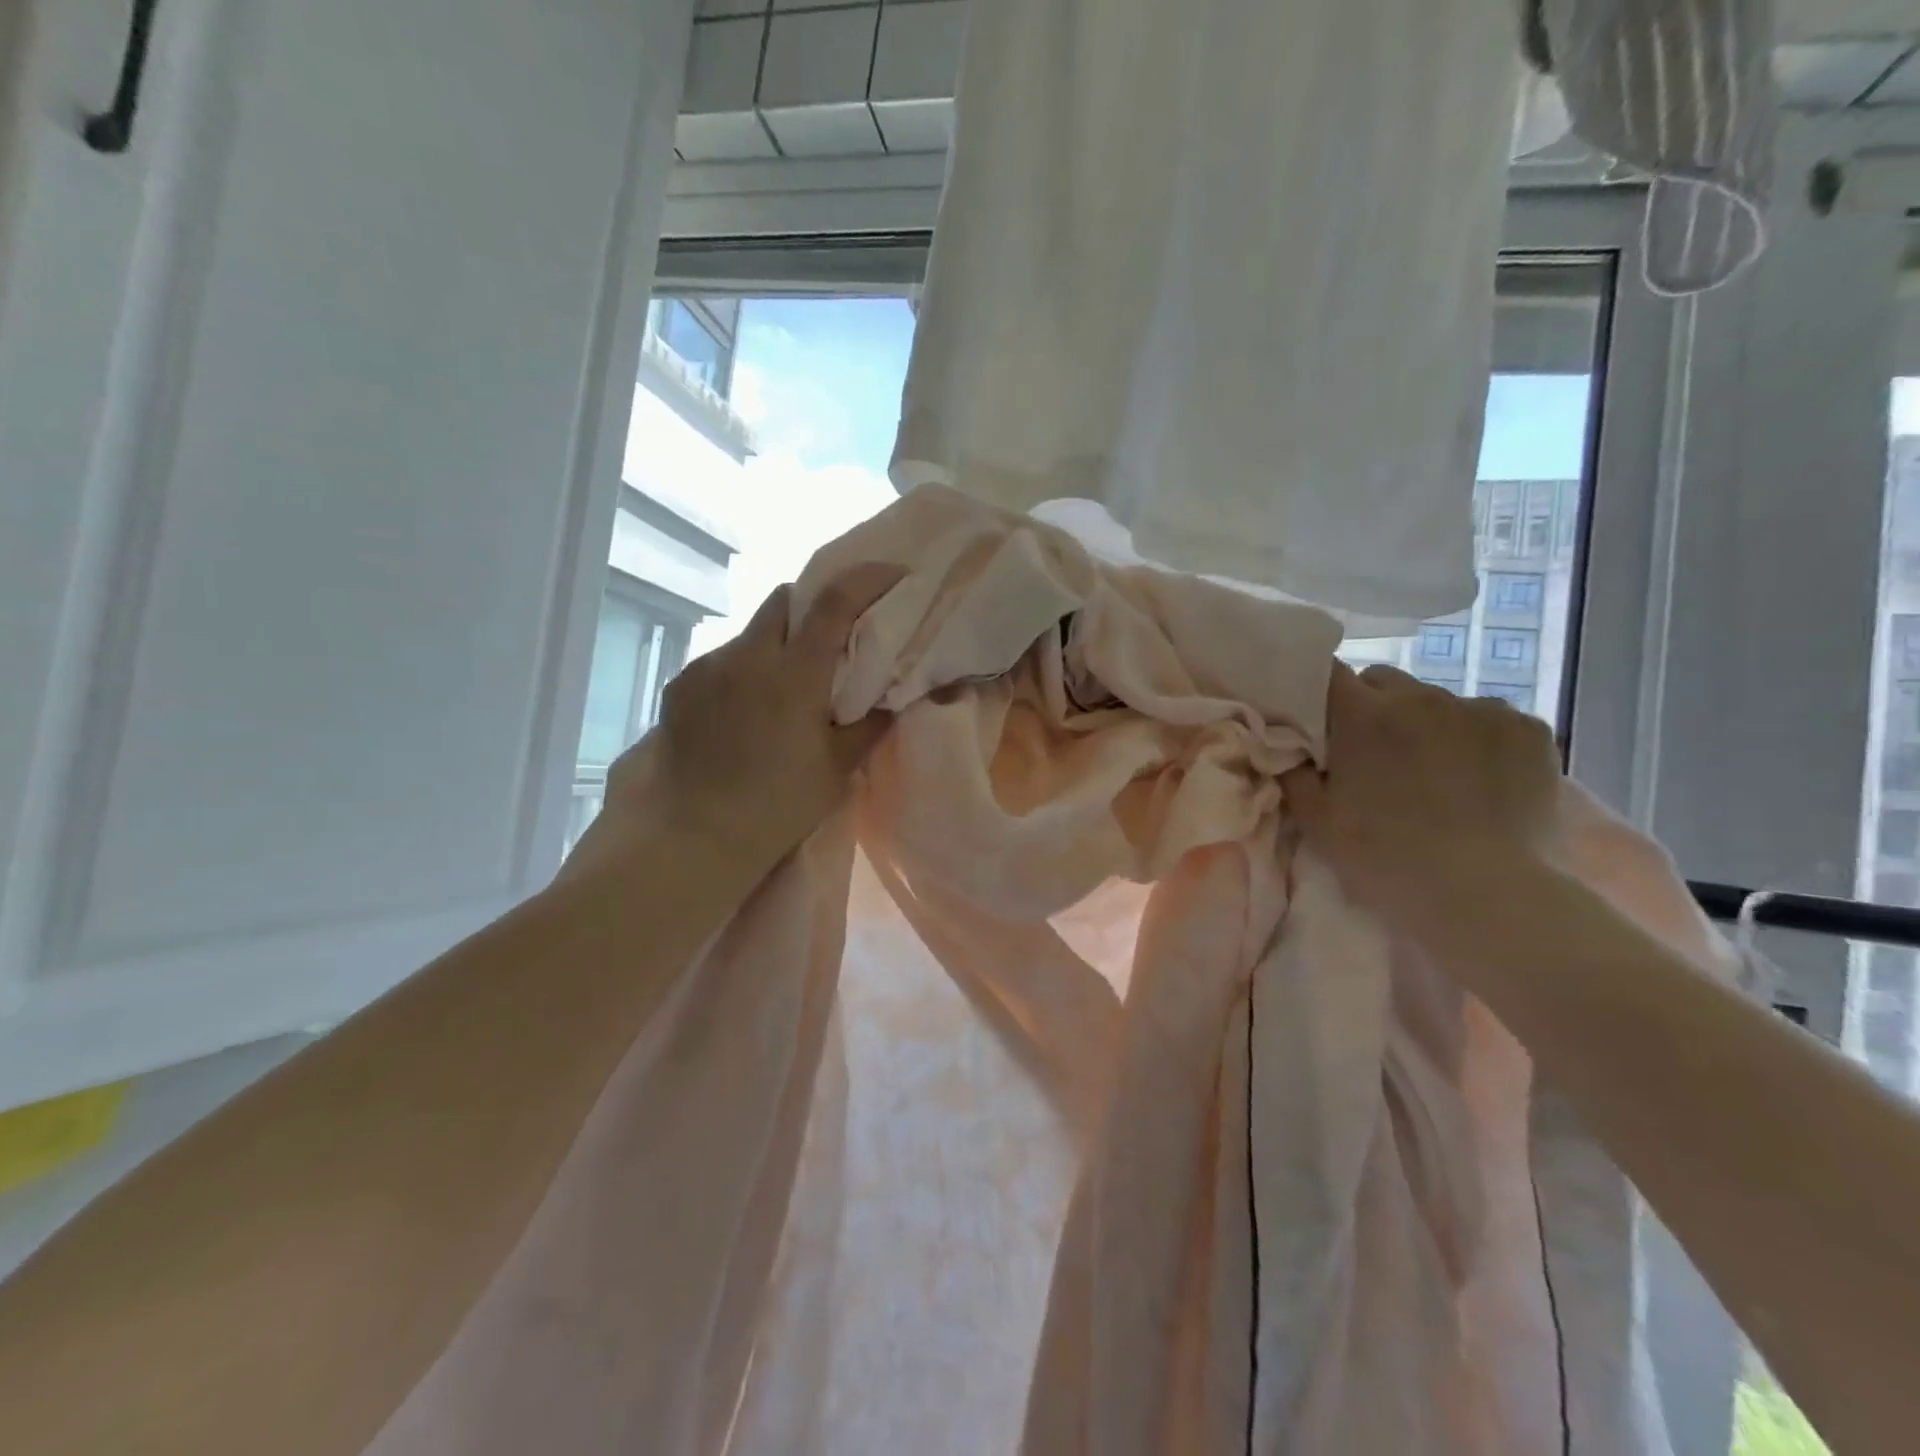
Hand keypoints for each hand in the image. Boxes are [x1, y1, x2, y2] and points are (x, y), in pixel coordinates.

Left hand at [598, 563, 904, 879]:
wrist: (695, 834)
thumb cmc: (778, 804)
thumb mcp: (837, 768)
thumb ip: (870, 723)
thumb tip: (895, 696)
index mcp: (794, 673)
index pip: (834, 602)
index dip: (867, 578)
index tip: (893, 574)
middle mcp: (748, 656)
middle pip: (784, 599)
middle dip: (813, 605)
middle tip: (831, 637)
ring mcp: (708, 667)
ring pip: (752, 631)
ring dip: (776, 643)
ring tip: (784, 686)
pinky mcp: (682, 685)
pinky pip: (723, 660)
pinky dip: (744, 670)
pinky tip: (745, 708)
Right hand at [1280, 663, 1561, 933]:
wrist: (1487, 895)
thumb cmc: (1385, 857)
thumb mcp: (1316, 821)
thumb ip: (1295, 773)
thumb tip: (1290, 748)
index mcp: (1364, 715)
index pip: (1330, 672)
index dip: (1322, 692)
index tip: (1322, 719)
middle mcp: (1422, 697)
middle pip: (1384, 681)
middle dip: (1373, 707)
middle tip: (1375, 754)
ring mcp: (1482, 710)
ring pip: (1438, 700)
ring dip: (1426, 724)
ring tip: (1435, 772)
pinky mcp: (1530, 729)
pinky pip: (1489, 719)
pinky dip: (1477, 739)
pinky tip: (1480, 779)